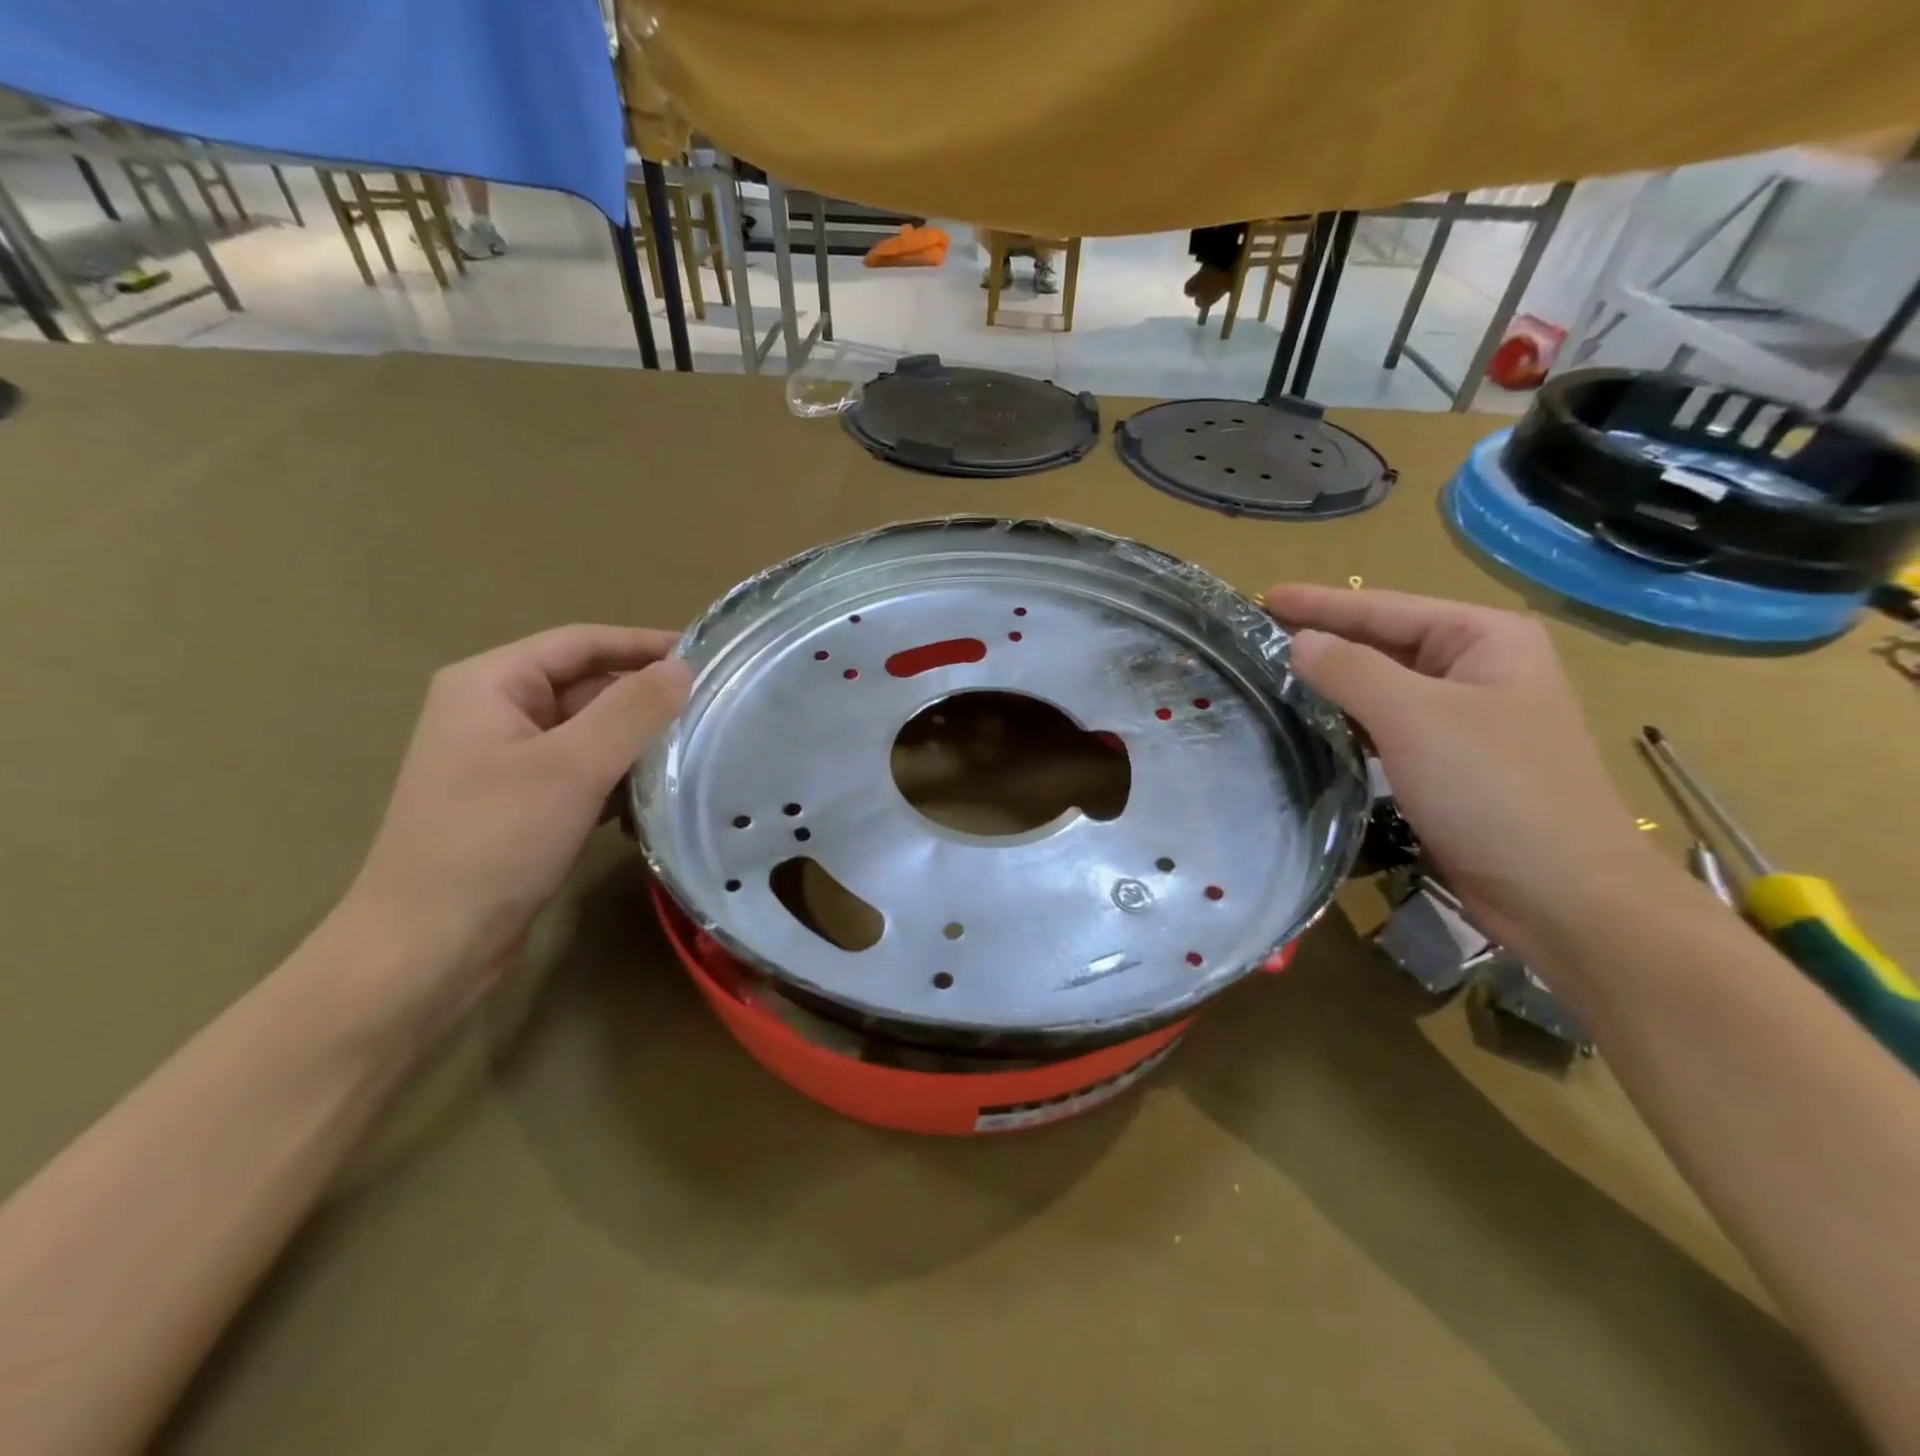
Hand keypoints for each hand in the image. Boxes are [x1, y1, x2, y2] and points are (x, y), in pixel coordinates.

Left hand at [339, 626, 690, 1026]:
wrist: (428, 946)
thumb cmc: (494, 841)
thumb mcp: (572, 766)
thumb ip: (633, 709)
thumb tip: (683, 667)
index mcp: (491, 684)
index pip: (581, 643)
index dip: (644, 643)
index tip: (707, 655)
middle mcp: (495, 713)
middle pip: (587, 687)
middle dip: (647, 699)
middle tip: (715, 710)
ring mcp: (507, 762)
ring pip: (591, 735)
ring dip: (639, 744)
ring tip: (700, 752)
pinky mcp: (523, 805)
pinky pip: (584, 774)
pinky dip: (620, 781)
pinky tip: (658, 800)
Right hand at [1265, 585, 1658, 951]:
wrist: (1563, 898)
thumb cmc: (1495, 791)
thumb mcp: (1415, 718)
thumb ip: (1350, 671)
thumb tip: (1298, 643)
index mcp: (1485, 639)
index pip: (1385, 608)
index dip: (1320, 603)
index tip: (1261, 598)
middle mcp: (1479, 669)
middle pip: (1384, 643)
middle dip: (1323, 639)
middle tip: (1257, 638)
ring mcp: (1466, 720)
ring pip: (1382, 688)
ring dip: (1330, 682)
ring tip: (1272, 675)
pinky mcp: (1450, 765)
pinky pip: (1386, 727)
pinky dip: (1347, 722)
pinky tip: (1310, 723)